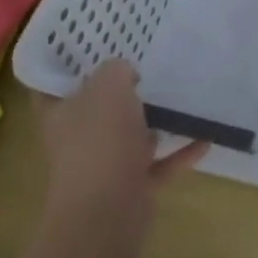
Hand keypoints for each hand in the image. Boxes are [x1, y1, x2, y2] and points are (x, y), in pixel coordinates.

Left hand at [36, 60, 207, 231]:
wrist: (107, 212)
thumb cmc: (100, 141)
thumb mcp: (109, 88)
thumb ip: (116, 70)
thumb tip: (125, 73)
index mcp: (59, 114)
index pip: (52, 84)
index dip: (67, 64)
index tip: (93, 45)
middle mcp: (77, 140)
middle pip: (96, 110)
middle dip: (120, 92)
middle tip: (147, 65)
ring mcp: (104, 166)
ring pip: (129, 137)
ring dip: (152, 123)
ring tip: (180, 99)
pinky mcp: (131, 187)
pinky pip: (159, 164)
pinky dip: (180, 152)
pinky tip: (206, 138)